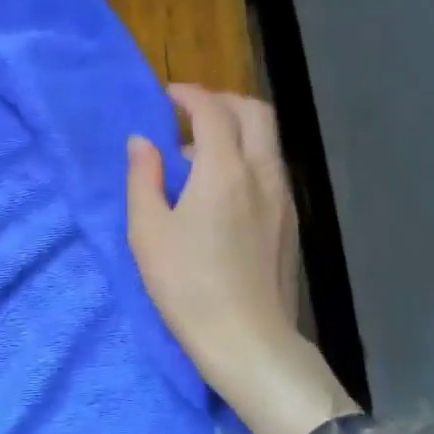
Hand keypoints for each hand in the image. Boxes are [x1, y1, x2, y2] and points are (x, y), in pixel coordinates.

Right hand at [127, 85, 356, 433]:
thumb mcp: (148, 230)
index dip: (189, 94)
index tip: (167, 95)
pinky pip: (270, 168)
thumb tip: (143, 142)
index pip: (213, 110)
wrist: (247, 339)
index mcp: (224, 170)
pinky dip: (246, 157)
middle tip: (190, 111)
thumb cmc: (186, 284)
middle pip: (255, 112)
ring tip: (198, 153)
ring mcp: (282, 197)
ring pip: (268, 140)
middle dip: (222, 100)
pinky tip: (219, 189)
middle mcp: (262, 173)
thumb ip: (144, 178)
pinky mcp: (290, 221)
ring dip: (236, 129)